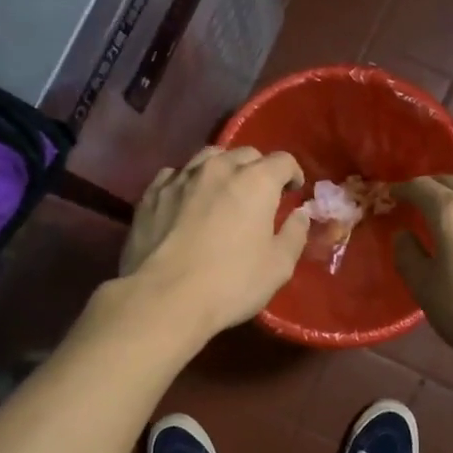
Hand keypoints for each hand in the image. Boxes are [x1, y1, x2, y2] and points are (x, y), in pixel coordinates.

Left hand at [119, 146, 310, 339]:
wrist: (163, 298)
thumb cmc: (230, 284)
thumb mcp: (278, 266)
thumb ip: (294, 234)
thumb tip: (300, 214)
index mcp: (256, 181)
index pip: (283, 161)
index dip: (293, 174)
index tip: (293, 193)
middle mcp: (219, 168)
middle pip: (245, 153)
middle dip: (258, 169)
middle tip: (260, 195)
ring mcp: (181, 177)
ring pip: (208, 157)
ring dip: (223, 169)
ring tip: (223, 191)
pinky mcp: (152, 193)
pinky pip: (176, 174)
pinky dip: (189, 182)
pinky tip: (187, 201)